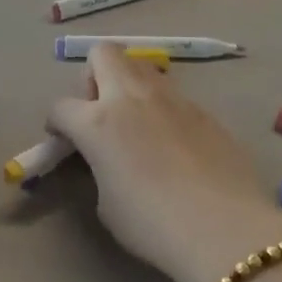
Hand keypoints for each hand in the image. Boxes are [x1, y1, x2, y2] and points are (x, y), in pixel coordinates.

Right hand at [48, 46, 281, 281]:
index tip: (65, 142)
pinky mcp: (203, 109)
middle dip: (93, 76)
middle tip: (100, 112)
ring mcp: (172, 98)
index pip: (61, 106)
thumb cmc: (152, 224)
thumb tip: (109, 160)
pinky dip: (163, 109)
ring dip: (130, 85)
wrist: (224, 228)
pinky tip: (175, 144)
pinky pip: (173, 95)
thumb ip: (100, 168)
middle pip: (102, 54)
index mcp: (98, 122)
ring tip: (138, 124)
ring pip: (141, 65)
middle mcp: (132, 97)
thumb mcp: (107, 204)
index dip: (57, 124)